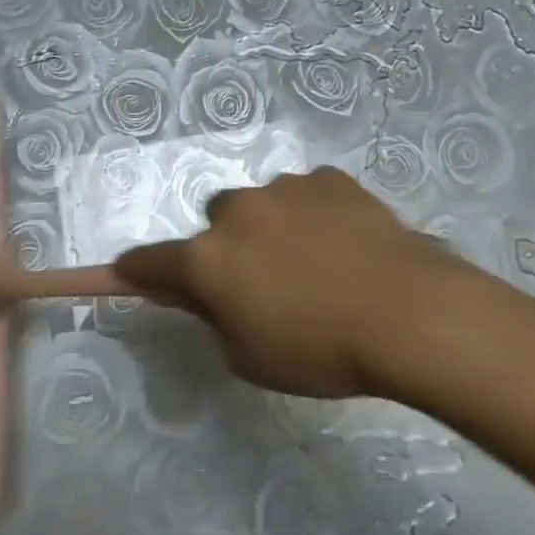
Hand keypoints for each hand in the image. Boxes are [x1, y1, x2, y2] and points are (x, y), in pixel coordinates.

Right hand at [112, 167, 468, 397]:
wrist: (406, 312)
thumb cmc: (319, 349)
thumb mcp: (248, 356)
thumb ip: (212, 318)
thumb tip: (197, 294)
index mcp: (208, 258)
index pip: (150, 261)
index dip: (135, 270)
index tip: (127, 272)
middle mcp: (238, 211)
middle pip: (215, 222)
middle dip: (227, 246)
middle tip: (263, 280)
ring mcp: (285, 188)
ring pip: (262, 203)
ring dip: (272, 227)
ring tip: (317, 262)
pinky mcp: (328, 178)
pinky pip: (308, 193)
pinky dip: (314, 213)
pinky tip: (345, 242)